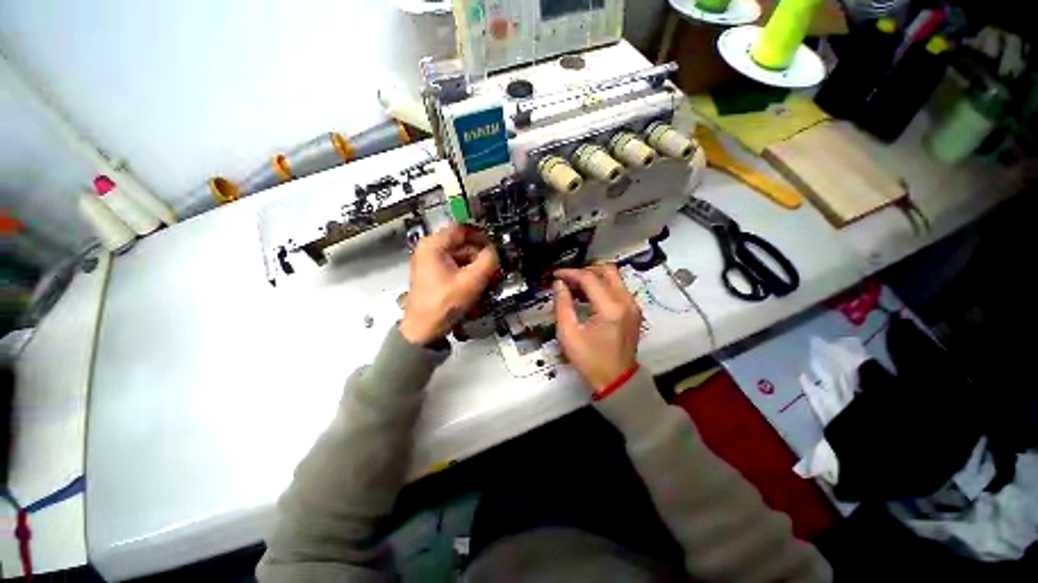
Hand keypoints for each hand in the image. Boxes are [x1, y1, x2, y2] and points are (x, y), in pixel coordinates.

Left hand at [399, 225, 499, 344]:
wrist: (423, 330)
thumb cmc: (445, 303)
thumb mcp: (471, 281)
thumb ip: (488, 261)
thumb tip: (496, 251)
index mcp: (433, 245)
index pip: (462, 229)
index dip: (482, 235)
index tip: (497, 246)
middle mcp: (430, 249)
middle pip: (462, 245)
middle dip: (481, 256)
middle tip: (496, 268)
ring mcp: (431, 263)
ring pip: (461, 258)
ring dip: (477, 267)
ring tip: (491, 280)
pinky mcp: (434, 275)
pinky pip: (456, 268)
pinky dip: (469, 274)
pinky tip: (479, 286)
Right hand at [553, 265, 641, 390]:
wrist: (616, 381)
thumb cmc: (590, 360)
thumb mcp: (569, 334)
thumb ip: (562, 305)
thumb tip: (559, 284)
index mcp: (610, 308)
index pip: (589, 278)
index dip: (570, 273)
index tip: (556, 274)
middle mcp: (626, 301)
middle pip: (607, 271)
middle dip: (585, 271)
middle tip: (568, 279)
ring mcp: (633, 306)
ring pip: (614, 278)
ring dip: (594, 278)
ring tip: (574, 287)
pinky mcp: (633, 311)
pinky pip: (617, 289)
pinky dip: (602, 287)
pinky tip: (587, 297)